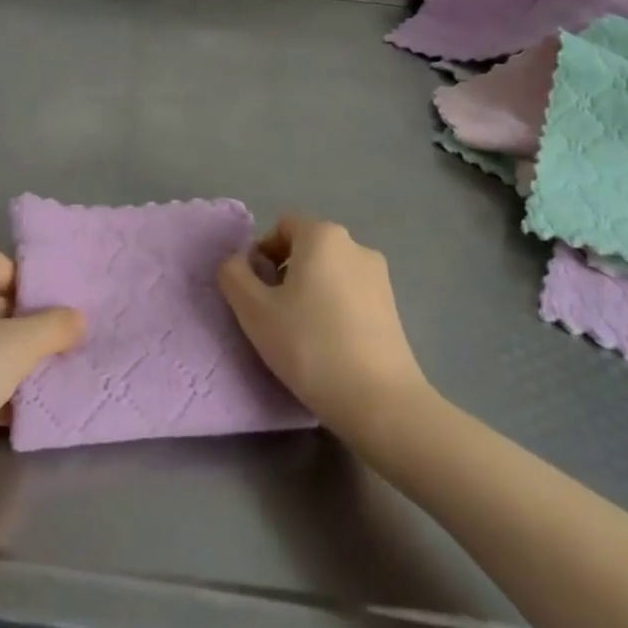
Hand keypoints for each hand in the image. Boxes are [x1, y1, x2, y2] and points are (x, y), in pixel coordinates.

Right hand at [219, 216, 427, 435]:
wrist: (380, 401)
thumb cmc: (310, 346)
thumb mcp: (254, 311)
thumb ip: (234, 276)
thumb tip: (238, 263)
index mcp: (322, 235)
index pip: (282, 226)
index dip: (262, 253)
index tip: (256, 292)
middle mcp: (355, 245)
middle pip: (307, 247)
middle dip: (285, 272)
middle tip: (273, 314)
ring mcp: (379, 276)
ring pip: (330, 271)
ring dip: (310, 291)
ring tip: (302, 333)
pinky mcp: (393, 306)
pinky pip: (351, 293)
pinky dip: (334, 307)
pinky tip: (330, 344)